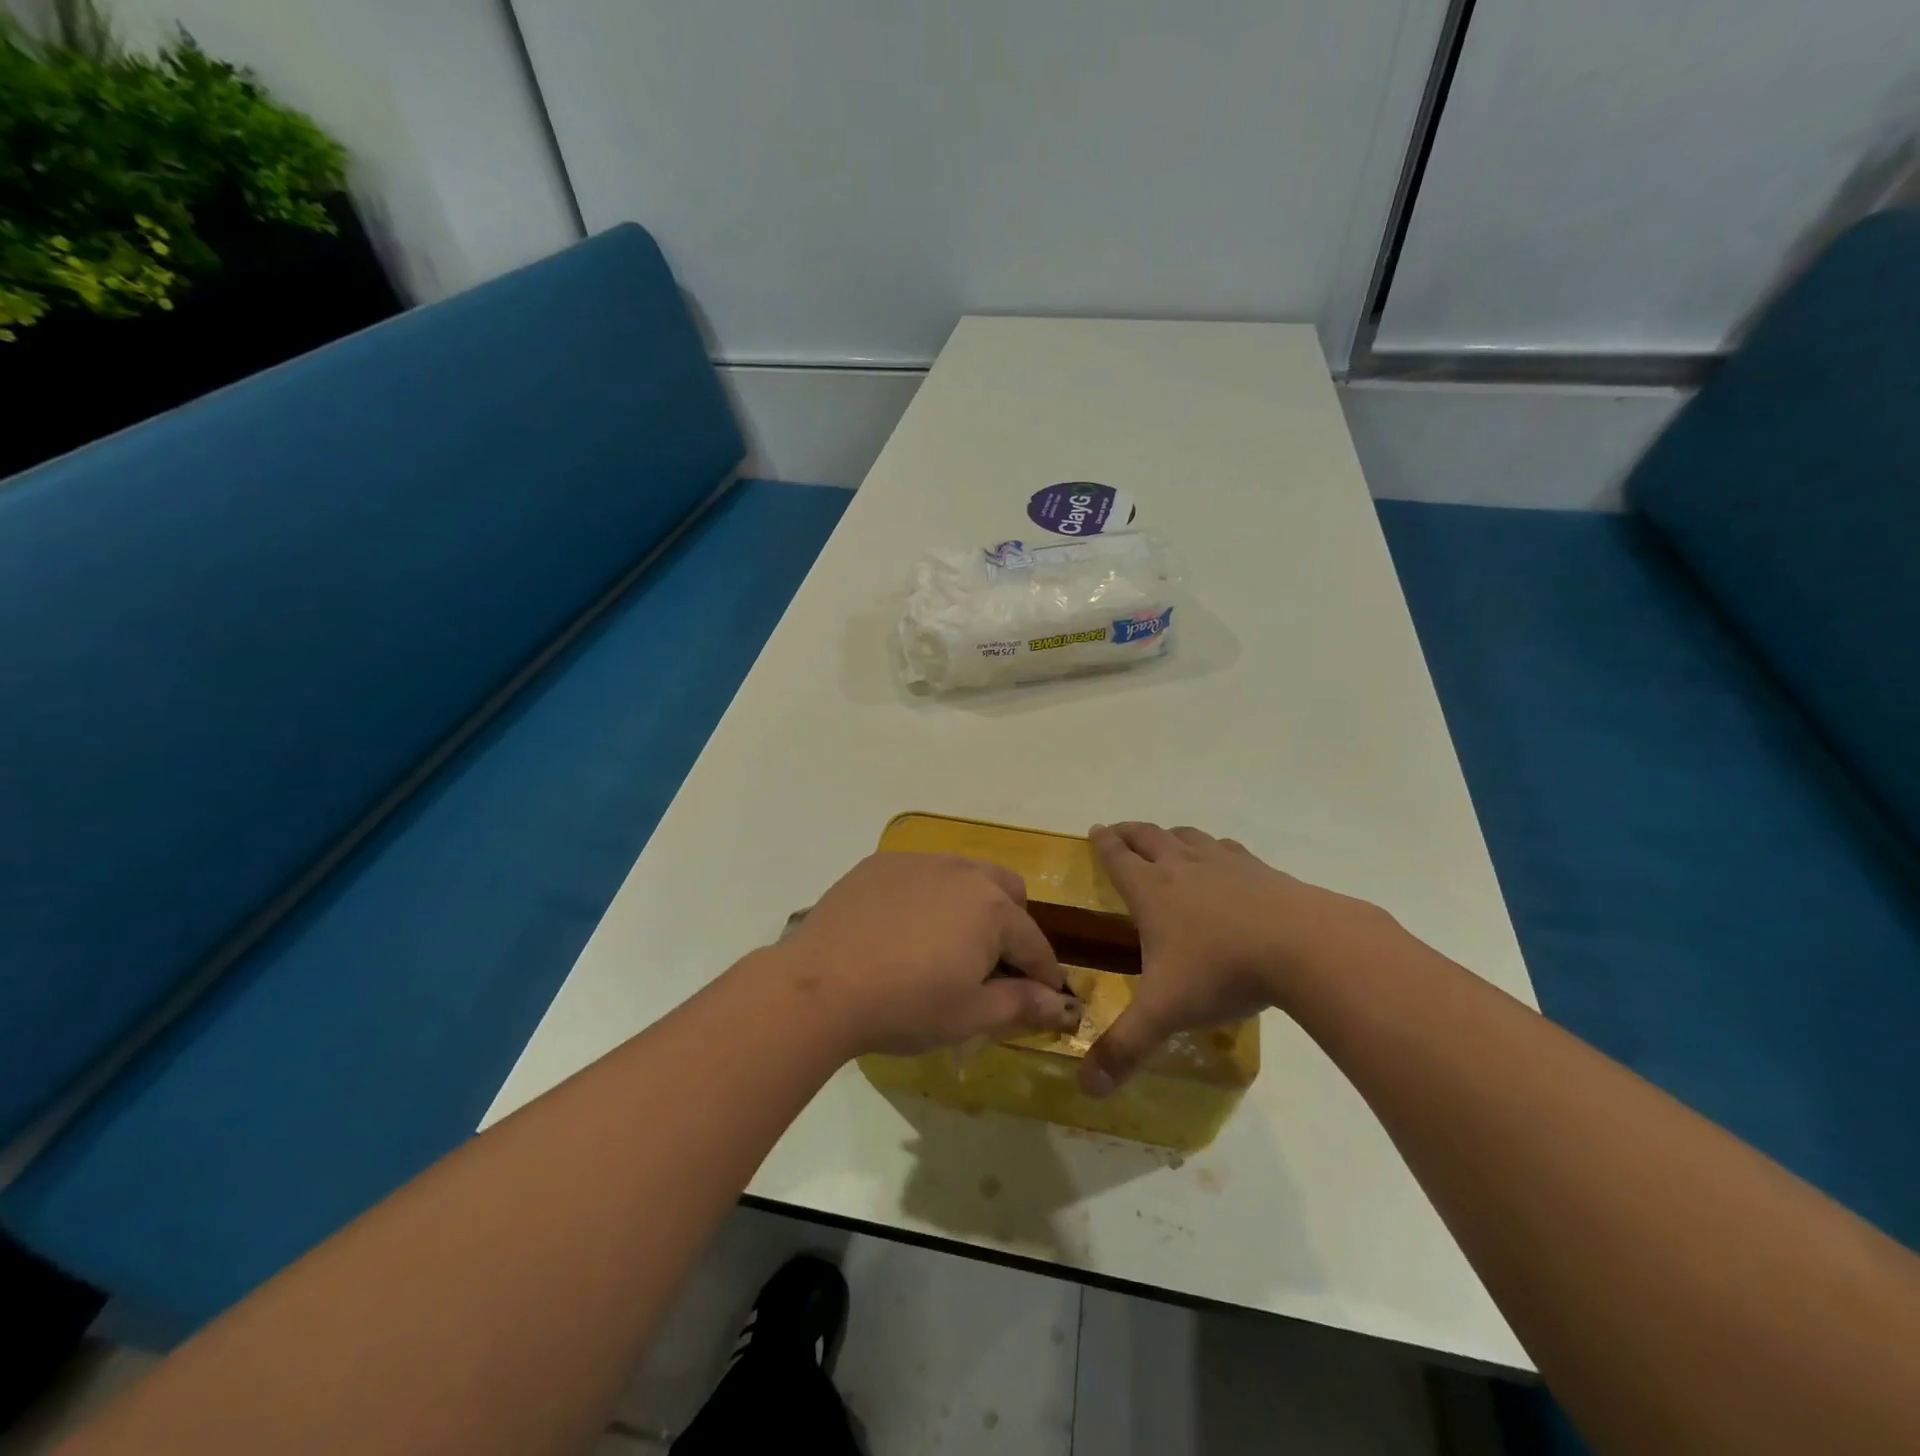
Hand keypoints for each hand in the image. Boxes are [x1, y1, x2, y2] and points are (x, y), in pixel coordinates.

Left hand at [775, 853, 1081, 1057]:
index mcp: (992, 908)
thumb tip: (1062, 1006)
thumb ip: (1021, 1004)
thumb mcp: (969, 1015)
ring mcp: (918, 862)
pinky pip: (922, 873)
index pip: (1034, 942)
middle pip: (1007, 891)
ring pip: (965, 874)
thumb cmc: (904, 1005)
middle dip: (1012, 925)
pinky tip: (904, 927)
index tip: (1047, 997)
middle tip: (992, 964)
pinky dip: (929, 895)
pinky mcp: (880, 863)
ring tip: (949, 941)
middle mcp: (962, 872)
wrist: (820, 985)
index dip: (1044, 974)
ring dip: (972, 904)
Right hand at [1079, 822, 1392, 1096]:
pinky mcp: (1262, 870)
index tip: (1094, 830)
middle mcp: (1183, 867)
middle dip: (1129, 833)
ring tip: (1166, 842)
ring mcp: (1225, 864)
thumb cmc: (1223, 971)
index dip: (1103, 844)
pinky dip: (1215, 849)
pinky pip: (1228, 849)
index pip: (1118, 858)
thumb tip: (1085, 1089)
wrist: (1306, 947)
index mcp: (1152, 891)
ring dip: (1170, 836)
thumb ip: (1124, 1048)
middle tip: (1119, 833)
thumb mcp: (1165, 1013)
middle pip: (1149, 836)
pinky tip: (1224, 862)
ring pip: (1189, 837)